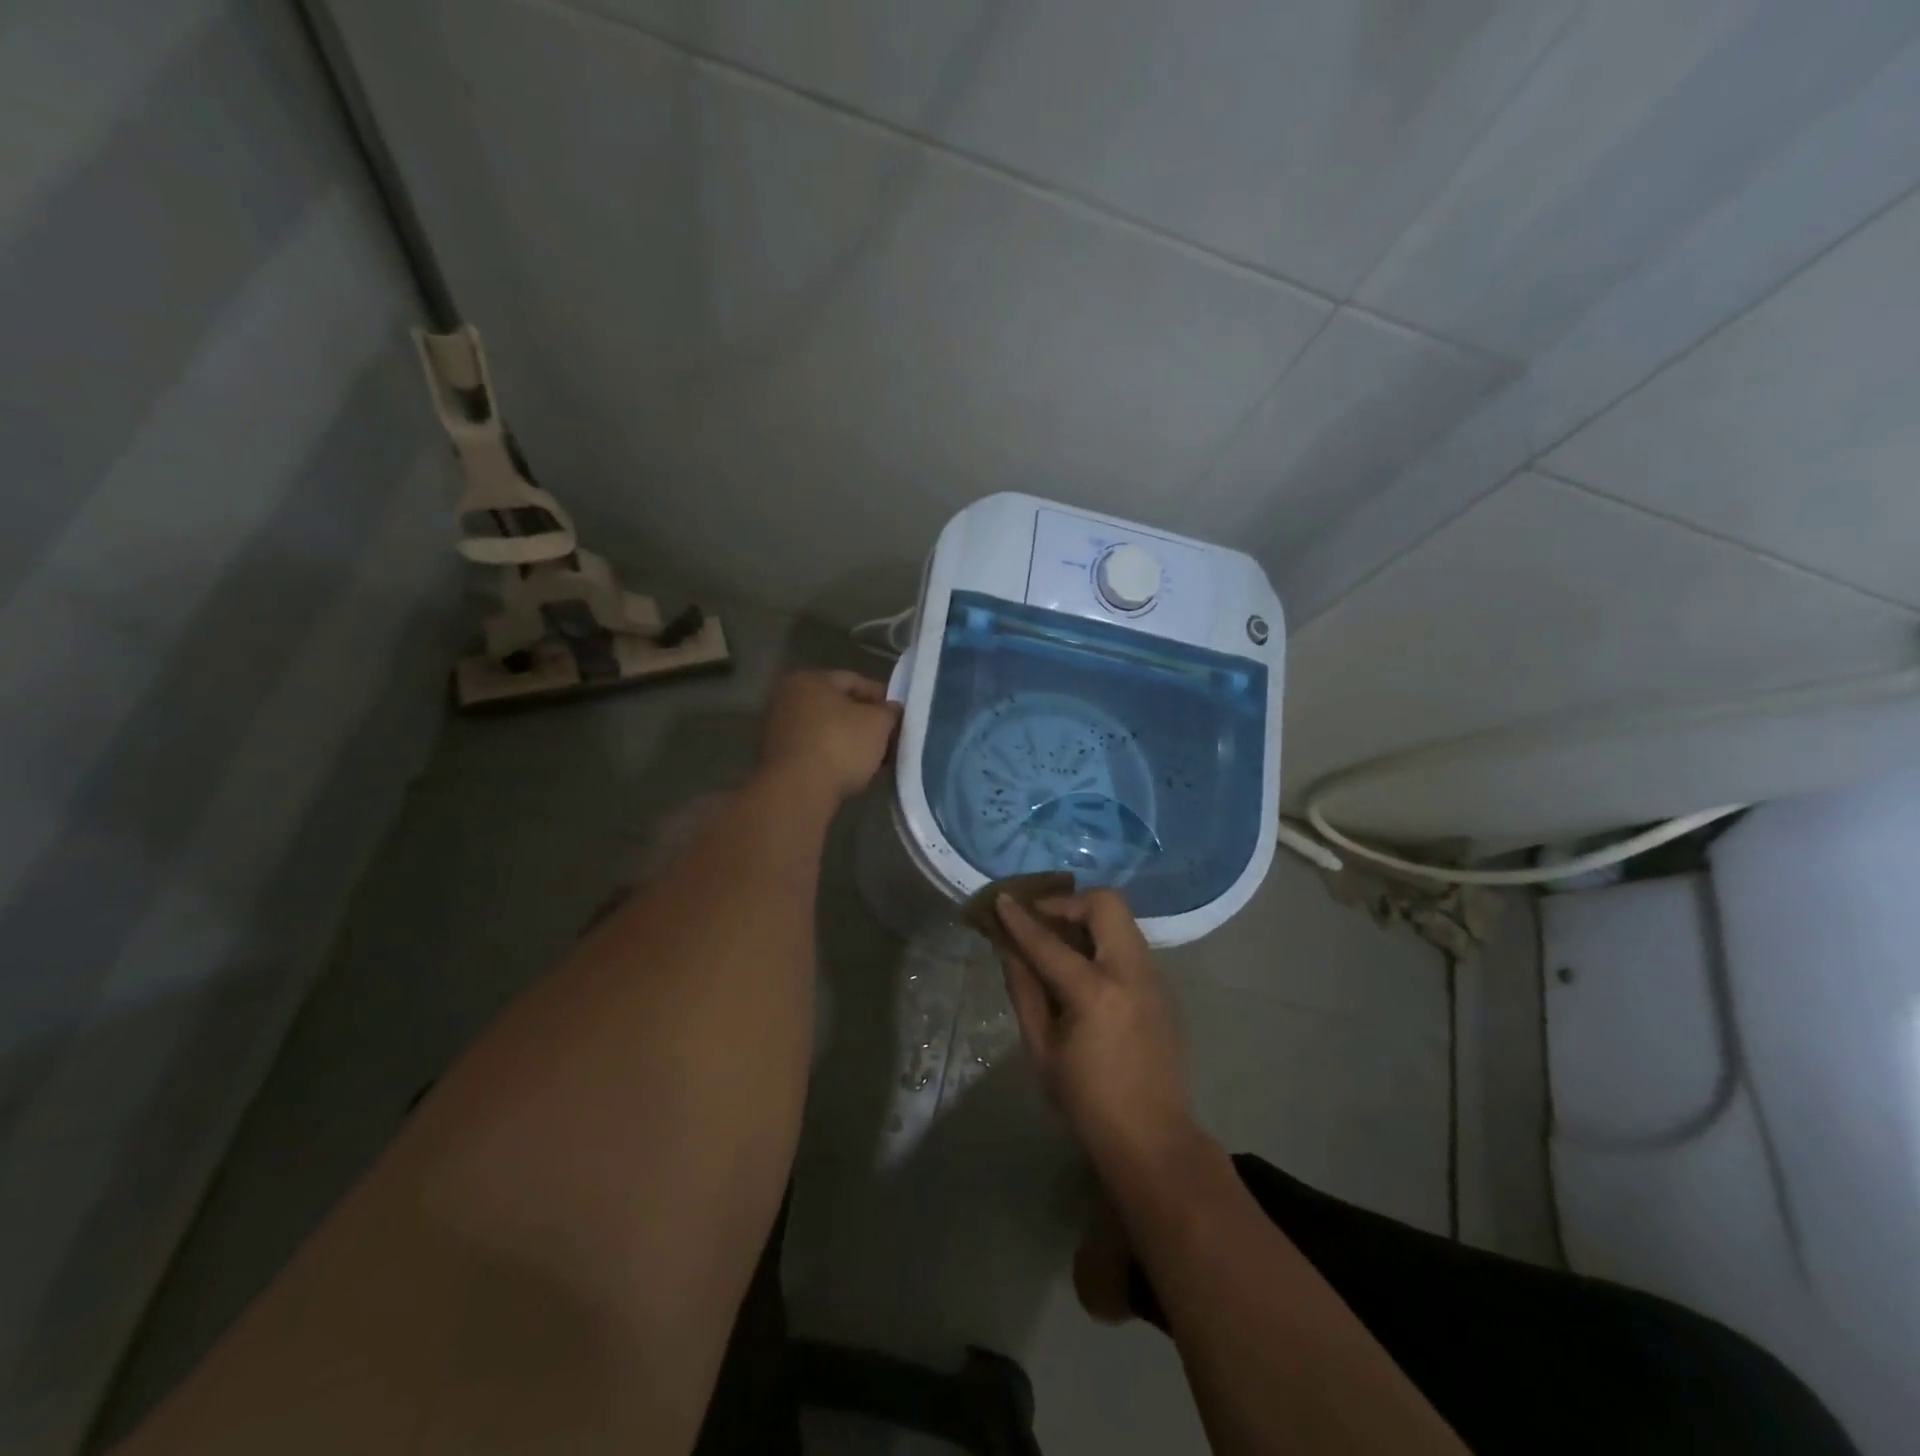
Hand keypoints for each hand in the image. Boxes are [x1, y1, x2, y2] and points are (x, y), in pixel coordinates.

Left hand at [757, 669, 901, 804]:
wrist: (798, 792)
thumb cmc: (840, 746)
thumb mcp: (878, 723)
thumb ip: (890, 711)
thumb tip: (891, 710)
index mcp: (809, 679)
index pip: (855, 681)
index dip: (882, 698)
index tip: (899, 717)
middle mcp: (788, 697)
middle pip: (839, 706)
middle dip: (866, 722)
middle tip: (889, 739)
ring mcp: (778, 728)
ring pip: (827, 730)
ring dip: (851, 742)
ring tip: (874, 760)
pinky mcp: (777, 758)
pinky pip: (814, 750)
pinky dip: (833, 757)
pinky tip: (851, 772)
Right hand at [996, 890, 1195, 1176]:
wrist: (1153, 1137)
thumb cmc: (1087, 1100)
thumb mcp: (1042, 1048)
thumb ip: (1024, 990)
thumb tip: (1008, 948)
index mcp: (1096, 992)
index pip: (1049, 942)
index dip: (1021, 919)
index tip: (1002, 899)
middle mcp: (1131, 972)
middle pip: (1106, 904)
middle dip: (1068, 902)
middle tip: (1043, 919)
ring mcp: (1155, 977)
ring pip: (1122, 920)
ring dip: (1088, 919)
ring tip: (1061, 941)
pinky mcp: (1164, 986)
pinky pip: (1131, 943)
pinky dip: (1104, 940)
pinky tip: (1087, 968)